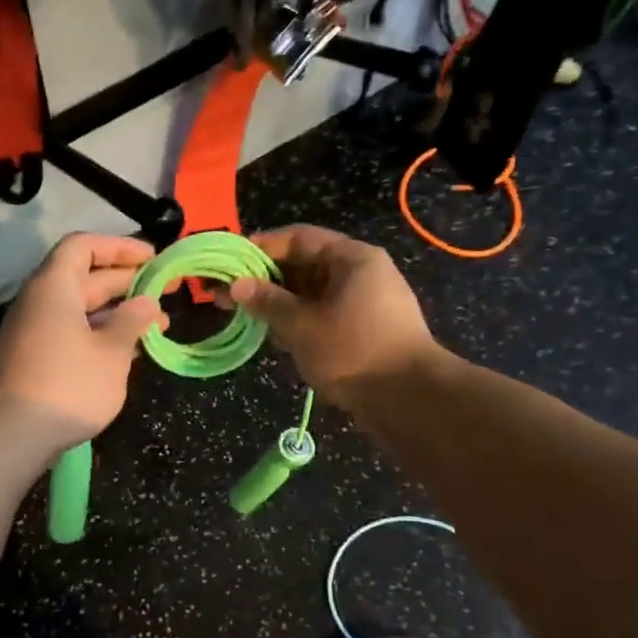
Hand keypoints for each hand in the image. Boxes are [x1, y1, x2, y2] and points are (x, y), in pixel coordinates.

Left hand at [0, 233, 166, 458]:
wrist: (12, 436)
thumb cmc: (69, 386)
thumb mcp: (111, 353)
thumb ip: (132, 322)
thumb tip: (146, 303)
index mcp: (54, 287)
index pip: (83, 247)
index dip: (119, 247)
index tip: (152, 258)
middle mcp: (40, 302)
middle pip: (83, 278)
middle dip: (126, 282)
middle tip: (165, 291)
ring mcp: (34, 332)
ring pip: (80, 310)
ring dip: (118, 313)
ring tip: (157, 326)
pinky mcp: (34, 360)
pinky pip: (71, 333)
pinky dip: (101, 335)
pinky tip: (129, 351)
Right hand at [228, 225, 439, 406]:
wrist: (408, 399)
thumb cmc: (353, 352)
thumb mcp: (302, 326)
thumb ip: (268, 302)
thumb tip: (237, 285)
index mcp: (352, 258)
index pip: (299, 238)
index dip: (261, 247)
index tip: (230, 261)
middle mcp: (361, 273)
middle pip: (305, 265)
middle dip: (266, 279)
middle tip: (228, 293)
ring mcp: (366, 303)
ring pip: (313, 294)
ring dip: (280, 303)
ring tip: (244, 317)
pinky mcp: (365, 331)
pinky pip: (324, 315)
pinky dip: (299, 321)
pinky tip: (274, 337)